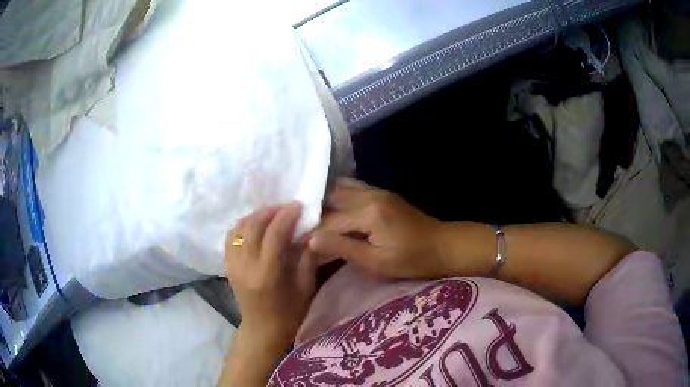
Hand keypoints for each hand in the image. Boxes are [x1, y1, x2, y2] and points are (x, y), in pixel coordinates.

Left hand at [225, 203, 316, 349]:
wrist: (262, 329)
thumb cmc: (289, 313)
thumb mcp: (305, 288)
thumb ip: (307, 259)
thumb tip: (310, 233)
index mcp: (267, 275)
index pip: (274, 235)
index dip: (286, 215)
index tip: (298, 205)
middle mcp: (245, 266)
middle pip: (252, 226)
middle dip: (270, 211)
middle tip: (286, 207)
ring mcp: (233, 265)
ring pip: (239, 228)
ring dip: (256, 216)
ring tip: (272, 214)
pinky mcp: (228, 265)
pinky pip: (231, 237)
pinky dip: (243, 226)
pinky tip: (256, 226)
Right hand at [308, 178, 451, 278]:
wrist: (443, 245)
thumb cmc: (411, 260)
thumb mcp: (377, 262)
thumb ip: (343, 248)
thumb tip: (310, 240)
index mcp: (369, 213)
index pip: (330, 220)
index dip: (312, 232)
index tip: (296, 241)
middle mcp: (370, 195)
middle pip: (332, 199)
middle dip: (315, 212)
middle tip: (300, 226)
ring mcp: (378, 191)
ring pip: (341, 189)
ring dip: (326, 202)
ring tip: (312, 216)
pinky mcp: (383, 193)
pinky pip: (354, 188)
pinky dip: (339, 196)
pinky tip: (332, 207)